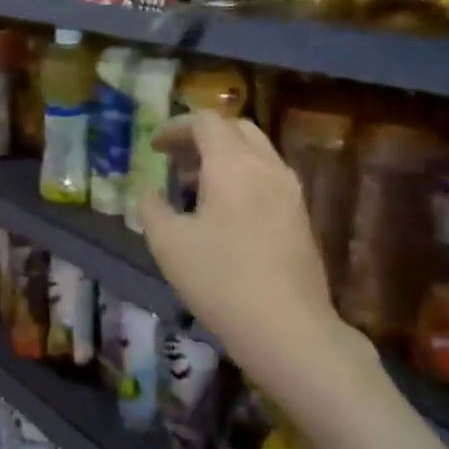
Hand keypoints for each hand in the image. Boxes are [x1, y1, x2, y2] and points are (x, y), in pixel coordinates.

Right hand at [137, 112, 352, 392]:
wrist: (287, 326)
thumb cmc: (220, 279)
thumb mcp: (168, 244)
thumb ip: (152, 208)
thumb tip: (148, 192)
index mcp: (232, 165)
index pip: (206, 122)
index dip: (176, 127)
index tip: (154, 147)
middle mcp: (266, 167)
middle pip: (236, 128)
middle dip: (202, 136)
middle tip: (174, 159)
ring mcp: (290, 191)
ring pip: (256, 152)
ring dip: (223, 156)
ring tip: (193, 185)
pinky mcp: (300, 215)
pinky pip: (267, 176)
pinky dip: (241, 175)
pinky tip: (223, 210)